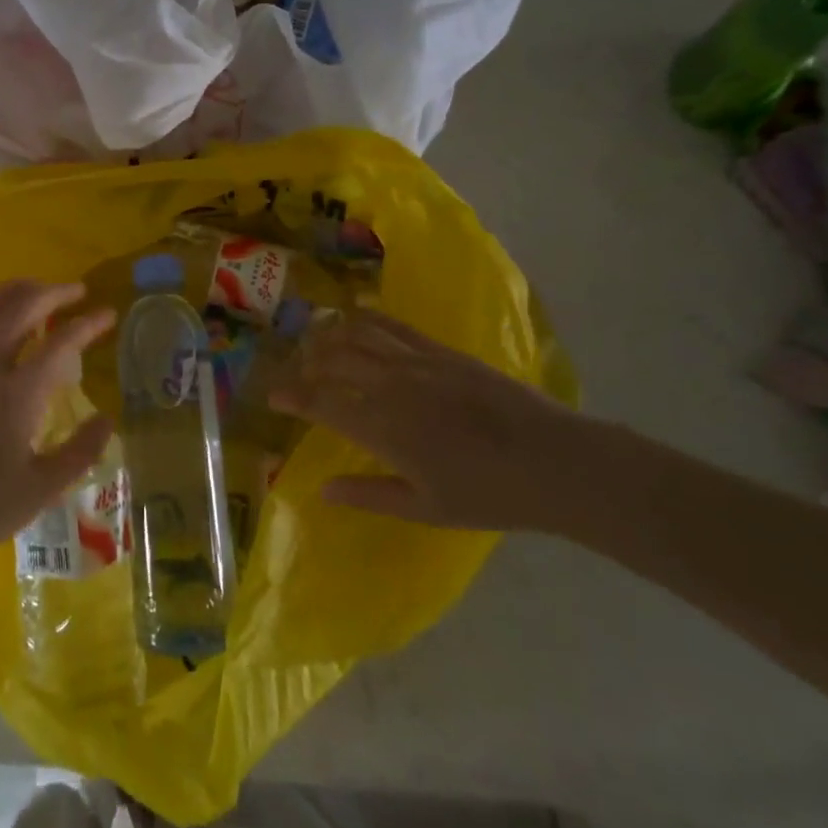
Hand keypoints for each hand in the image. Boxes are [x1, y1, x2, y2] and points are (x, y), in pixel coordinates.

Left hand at [0, 281, 115, 568]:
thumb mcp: (40, 490)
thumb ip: (79, 451)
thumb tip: (107, 420)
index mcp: (16, 395)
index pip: (60, 344)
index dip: (88, 324)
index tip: (108, 314)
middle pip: (18, 312)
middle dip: (51, 293)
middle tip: (76, 290)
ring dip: (10, 293)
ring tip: (33, 287)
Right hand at [270, 308, 601, 533]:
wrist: (554, 462)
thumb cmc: (488, 495)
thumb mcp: (425, 508)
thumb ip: (369, 495)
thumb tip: (322, 489)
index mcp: (382, 427)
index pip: (322, 402)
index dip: (292, 396)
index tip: (273, 396)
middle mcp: (391, 386)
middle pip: (333, 360)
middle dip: (306, 363)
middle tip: (295, 371)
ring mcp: (417, 362)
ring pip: (358, 335)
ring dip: (330, 335)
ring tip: (316, 340)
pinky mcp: (441, 351)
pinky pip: (393, 326)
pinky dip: (366, 319)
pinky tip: (356, 318)